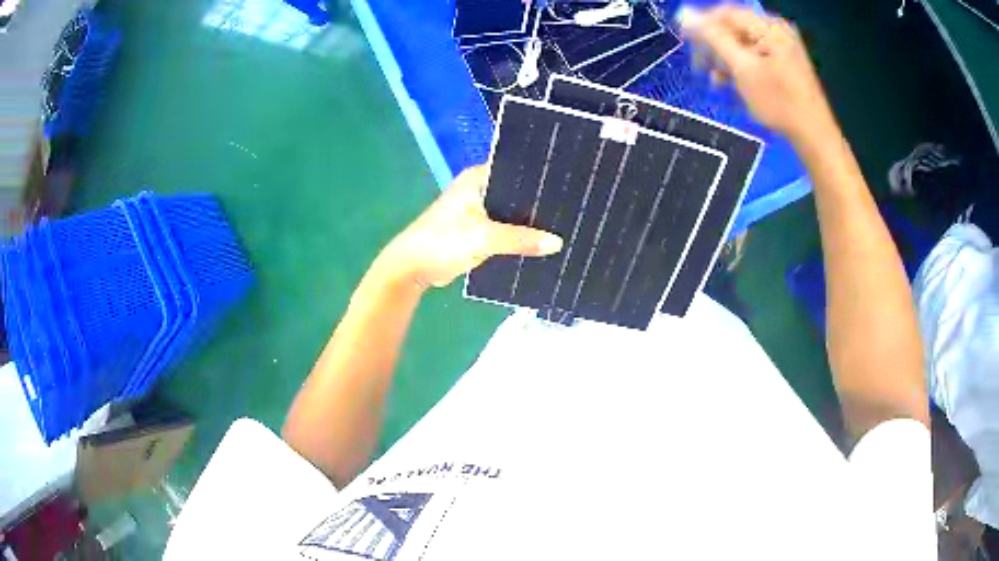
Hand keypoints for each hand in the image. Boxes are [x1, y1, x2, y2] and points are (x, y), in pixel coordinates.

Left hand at [377, 166, 563, 288]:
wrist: (412, 268)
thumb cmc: (442, 242)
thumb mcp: (483, 238)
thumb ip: (521, 239)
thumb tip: (557, 243)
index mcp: (478, 178)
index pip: (517, 169)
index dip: (541, 176)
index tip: (569, 184)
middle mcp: (480, 189)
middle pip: (517, 193)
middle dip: (539, 202)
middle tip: (572, 208)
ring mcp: (478, 210)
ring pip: (512, 213)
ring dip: (530, 222)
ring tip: (565, 225)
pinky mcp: (478, 230)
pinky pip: (505, 229)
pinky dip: (519, 236)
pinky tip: (542, 242)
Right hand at [678, 5, 835, 141]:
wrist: (814, 135)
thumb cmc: (779, 103)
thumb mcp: (743, 68)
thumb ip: (713, 38)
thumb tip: (684, 15)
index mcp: (769, 26)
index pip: (726, 13)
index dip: (703, 24)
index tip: (687, 43)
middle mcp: (777, 29)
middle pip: (735, 26)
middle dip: (716, 44)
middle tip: (702, 65)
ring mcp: (784, 46)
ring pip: (744, 42)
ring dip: (727, 57)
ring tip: (717, 78)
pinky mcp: (786, 61)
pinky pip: (756, 53)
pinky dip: (742, 64)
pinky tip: (733, 81)